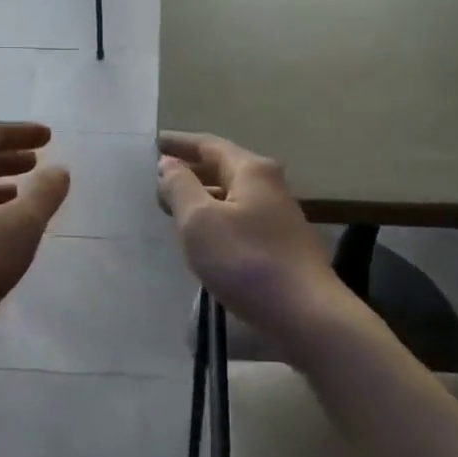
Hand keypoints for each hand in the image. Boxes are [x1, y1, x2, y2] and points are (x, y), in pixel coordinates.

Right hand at [157, 132, 351, 339]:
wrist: (305, 313)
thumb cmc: (246, 261)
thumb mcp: (200, 221)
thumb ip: (180, 187)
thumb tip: (169, 163)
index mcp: (251, 170)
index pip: (208, 145)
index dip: (178, 143)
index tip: (152, 143)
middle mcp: (269, 184)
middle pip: (222, 167)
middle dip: (189, 170)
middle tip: (156, 179)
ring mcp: (278, 215)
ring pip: (230, 195)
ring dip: (201, 196)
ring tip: (171, 208)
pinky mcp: (280, 243)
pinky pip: (238, 218)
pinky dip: (215, 218)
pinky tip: (201, 237)